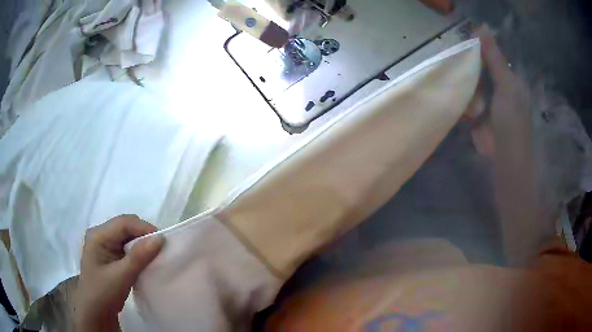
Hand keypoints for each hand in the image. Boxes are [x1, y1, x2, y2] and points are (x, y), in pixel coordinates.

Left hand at [74, 215, 164, 331]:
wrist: (95, 312)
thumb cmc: (104, 293)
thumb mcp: (121, 276)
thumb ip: (139, 257)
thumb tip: (160, 238)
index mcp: (97, 235)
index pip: (123, 223)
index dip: (144, 228)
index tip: (163, 241)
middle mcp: (99, 235)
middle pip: (125, 226)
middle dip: (143, 235)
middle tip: (160, 249)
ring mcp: (103, 244)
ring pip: (126, 236)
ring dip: (141, 244)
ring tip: (155, 255)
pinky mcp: (108, 254)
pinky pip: (125, 246)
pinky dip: (136, 252)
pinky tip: (144, 260)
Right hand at [471, 27, 553, 264]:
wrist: (510, 173)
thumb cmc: (512, 129)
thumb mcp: (505, 89)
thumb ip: (494, 59)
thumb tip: (482, 26)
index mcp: (511, 81)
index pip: (489, 57)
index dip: (475, 56)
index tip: (462, 62)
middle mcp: (504, 92)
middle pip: (480, 74)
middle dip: (473, 85)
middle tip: (475, 104)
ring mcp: (494, 110)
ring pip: (474, 92)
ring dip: (471, 103)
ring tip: (475, 119)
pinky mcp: (486, 125)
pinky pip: (473, 110)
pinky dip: (471, 116)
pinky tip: (475, 128)